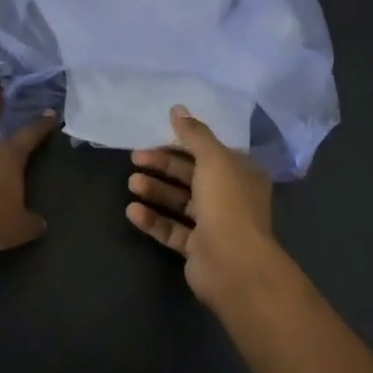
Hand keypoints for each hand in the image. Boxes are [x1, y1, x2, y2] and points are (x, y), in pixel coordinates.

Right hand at [125, 105, 290, 308]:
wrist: (233, 264)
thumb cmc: (227, 204)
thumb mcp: (213, 159)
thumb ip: (194, 134)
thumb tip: (177, 108)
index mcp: (241, 173)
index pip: (209, 152)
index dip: (182, 143)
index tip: (155, 137)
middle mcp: (230, 197)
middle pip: (191, 176)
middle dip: (163, 166)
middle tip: (135, 158)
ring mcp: (214, 225)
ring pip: (180, 203)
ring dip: (155, 191)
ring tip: (131, 183)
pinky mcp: (197, 249)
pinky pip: (172, 229)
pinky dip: (153, 219)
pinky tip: (132, 211)